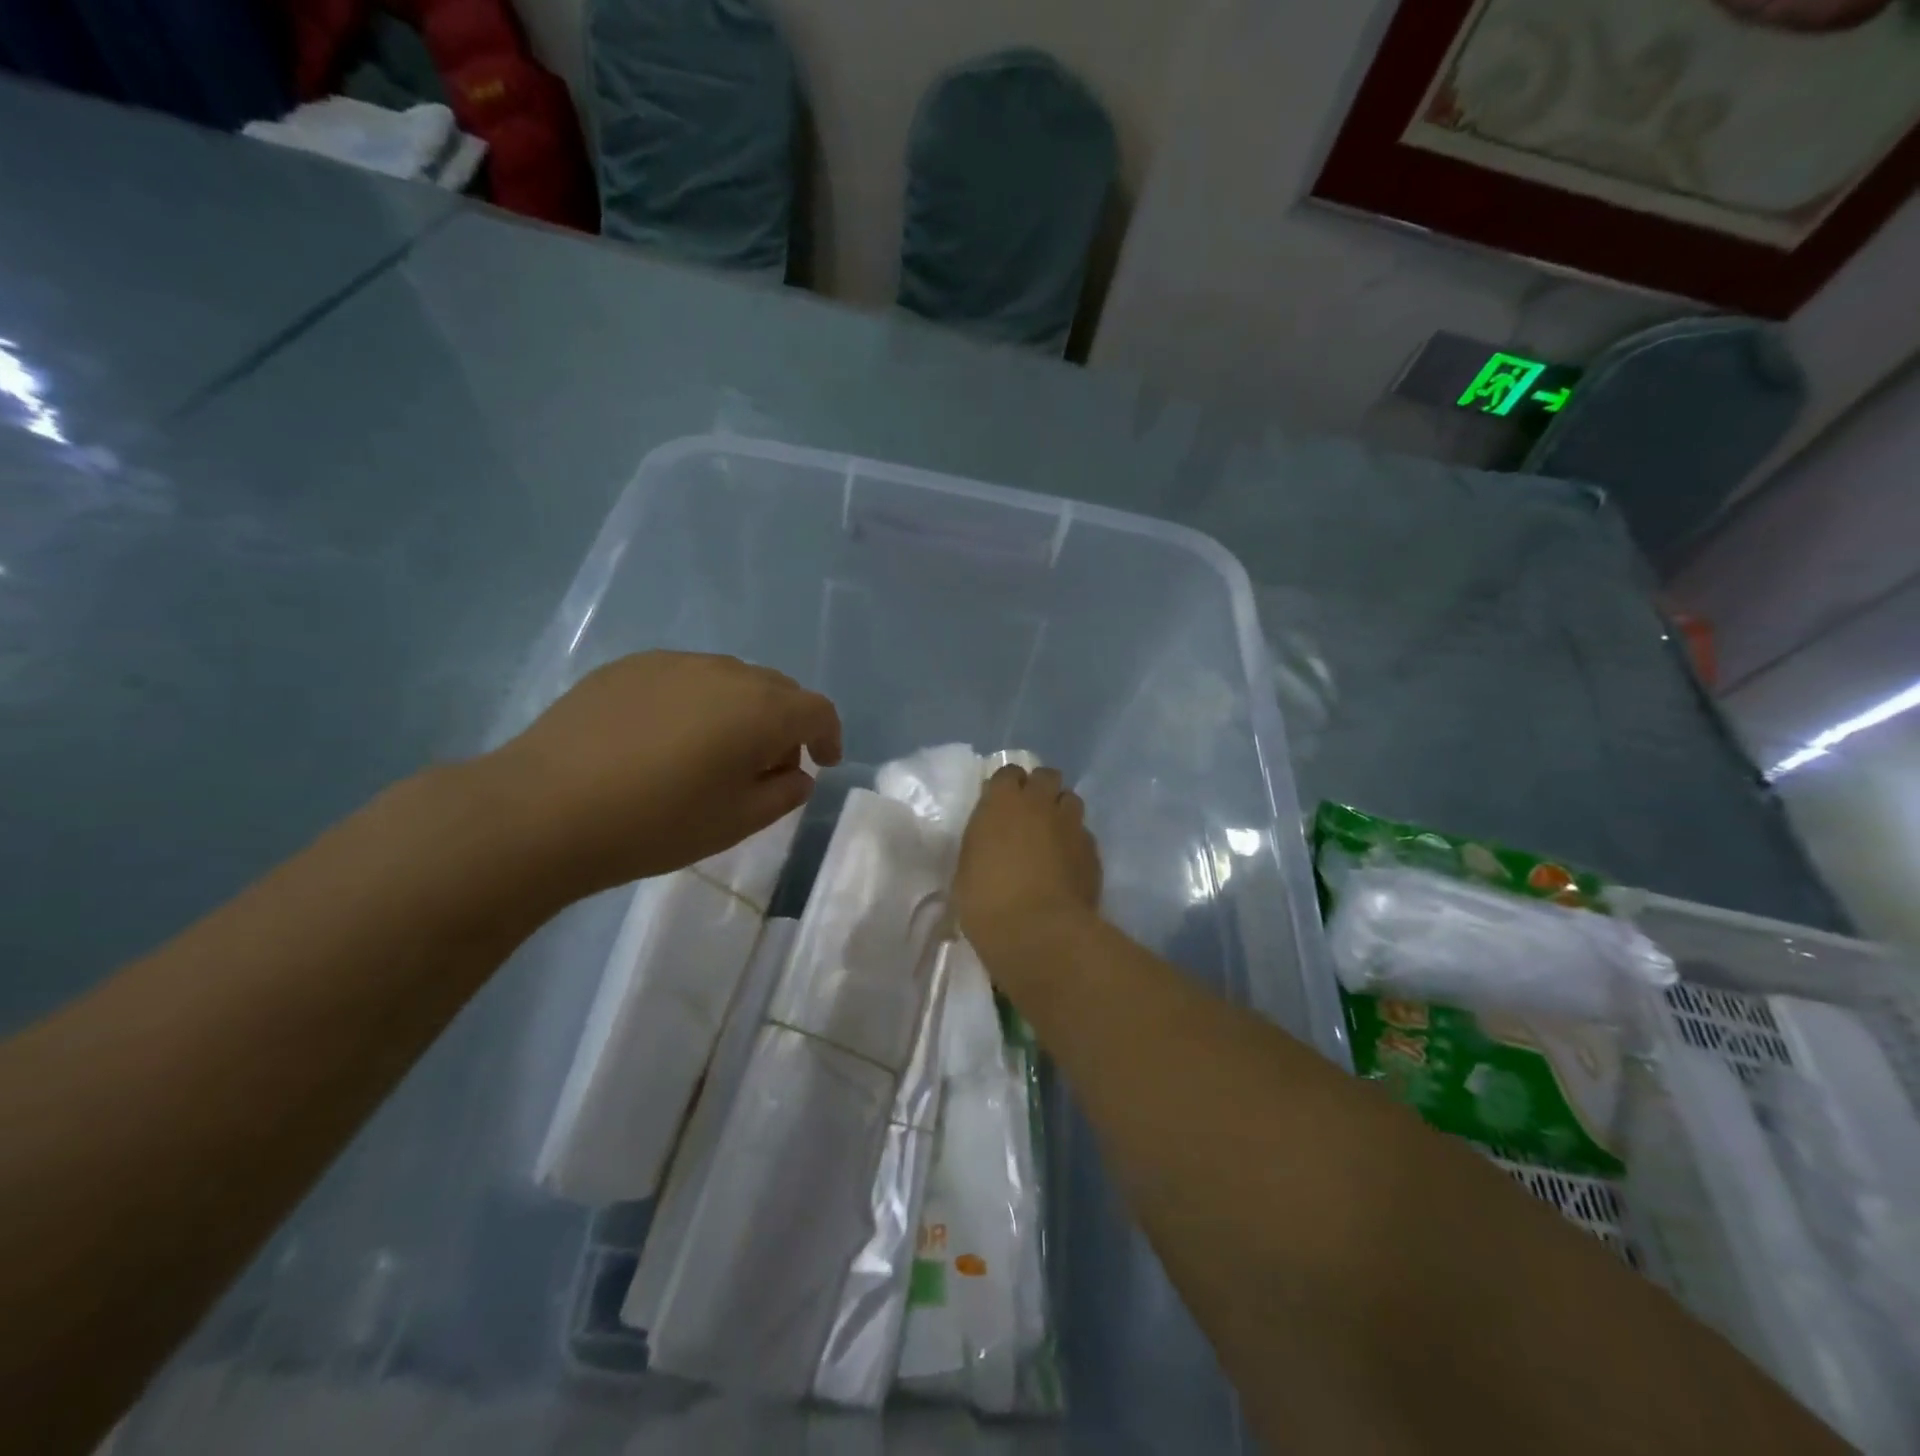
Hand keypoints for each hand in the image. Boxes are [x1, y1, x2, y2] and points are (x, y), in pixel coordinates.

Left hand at [474, 652, 841, 901]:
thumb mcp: (737, 822)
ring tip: (714, 752)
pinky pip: (684, 678)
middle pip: (776, 689)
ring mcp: (673, 663)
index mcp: (760, 709)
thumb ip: (783, 793)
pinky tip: (666, 739)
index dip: (828, 736)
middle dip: (785, 724)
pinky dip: (697, 702)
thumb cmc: (656, 823)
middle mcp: (725, 672)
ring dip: (741, 710)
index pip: (816, 709)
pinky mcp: (629, 667)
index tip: (822, 764)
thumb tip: (795, 773)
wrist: (544, 809)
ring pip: (730, 679)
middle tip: (767, 767)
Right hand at [955, 764, 1101, 955]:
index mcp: (1002, 802)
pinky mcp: (1092, 850)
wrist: (1039, 932)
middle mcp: (1039, 803)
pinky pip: (1083, 833)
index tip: (1000, 804)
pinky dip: (1075, 841)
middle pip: (1046, 776)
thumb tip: (991, 843)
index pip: (1008, 772)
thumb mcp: (967, 868)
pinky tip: (1067, 863)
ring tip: (1052, 834)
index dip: (1006, 786)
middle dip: (1039, 788)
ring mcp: (1070, 824)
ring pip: (1070, 800)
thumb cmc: (987, 902)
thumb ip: (983, 843)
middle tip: (1029, 813)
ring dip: (1060, 810)